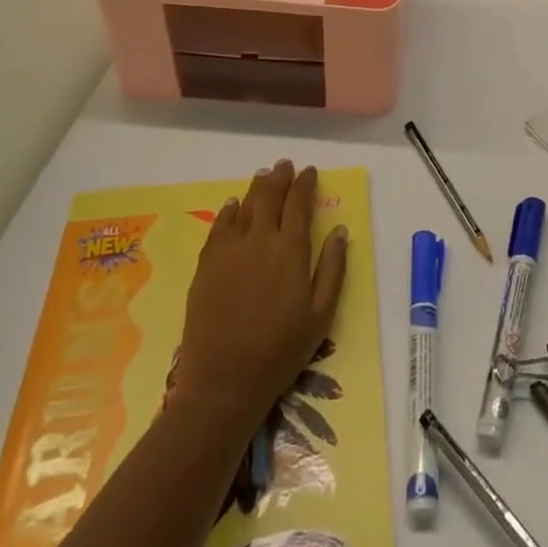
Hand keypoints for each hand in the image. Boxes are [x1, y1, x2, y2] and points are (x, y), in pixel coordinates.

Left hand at [175, 161, 348, 422]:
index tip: (310, 172)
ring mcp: (229, 251)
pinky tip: (233, 205)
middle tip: (285, 166)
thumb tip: (341, 231)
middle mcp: (260, 240)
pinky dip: (229, 211)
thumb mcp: (321, 314)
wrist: (224, 381)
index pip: (299, 203)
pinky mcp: (206, 265)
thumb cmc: (281, 350)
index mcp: (291, 249)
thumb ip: (333, 268)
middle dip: (279, 178)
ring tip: (263, 176)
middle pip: (270, 196)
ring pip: (244, 206)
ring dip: (256, 188)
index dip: (305, 183)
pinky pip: (219, 227)